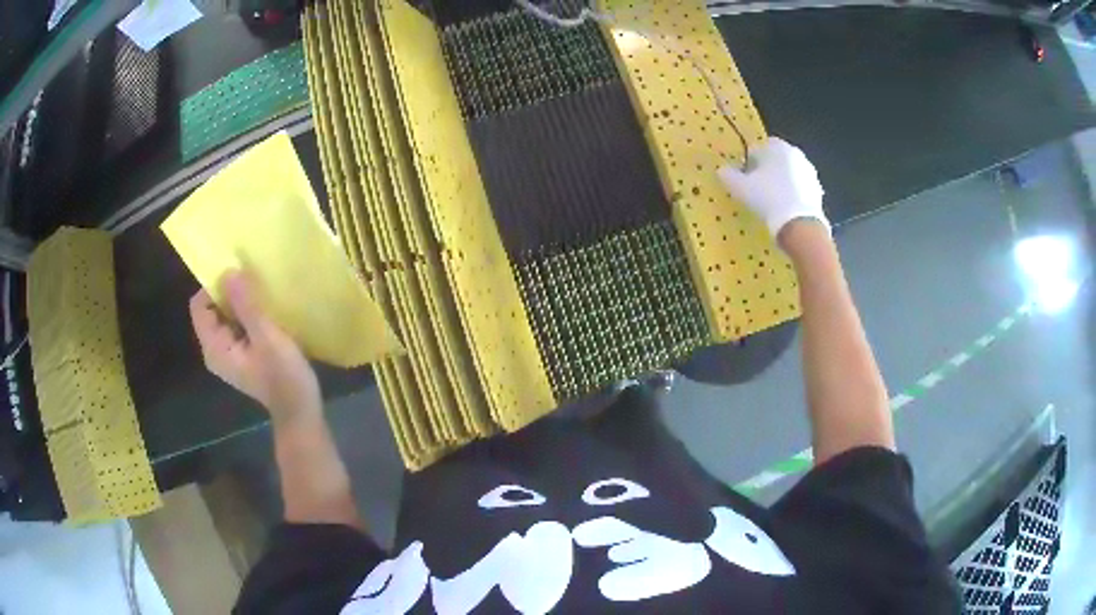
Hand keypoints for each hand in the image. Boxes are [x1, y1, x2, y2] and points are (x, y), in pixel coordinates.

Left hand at [189, 271, 320, 423]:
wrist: (300, 409)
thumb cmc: (283, 375)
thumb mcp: (266, 336)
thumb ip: (246, 305)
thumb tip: (229, 272)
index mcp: (215, 347)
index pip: (199, 305)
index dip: (214, 287)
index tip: (238, 277)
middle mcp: (215, 350)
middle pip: (211, 309)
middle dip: (229, 293)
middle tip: (254, 283)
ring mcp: (229, 354)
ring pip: (226, 316)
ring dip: (240, 303)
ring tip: (262, 295)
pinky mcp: (242, 355)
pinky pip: (237, 326)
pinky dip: (247, 315)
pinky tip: (266, 313)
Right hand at [718, 137, 827, 246]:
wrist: (801, 225)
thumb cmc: (768, 198)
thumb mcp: (741, 188)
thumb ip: (729, 175)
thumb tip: (722, 170)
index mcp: (778, 147)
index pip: (759, 148)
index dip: (749, 162)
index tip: (745, 178)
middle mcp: (796, 154)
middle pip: (776, 160)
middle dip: (767, 171)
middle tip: (757, 189)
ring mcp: (809, 173)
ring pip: (789, 174)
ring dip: (781, 183)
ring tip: (771, 201)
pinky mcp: (817, 190)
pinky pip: (800, 189)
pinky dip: (792, 195)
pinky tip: (785, 210)